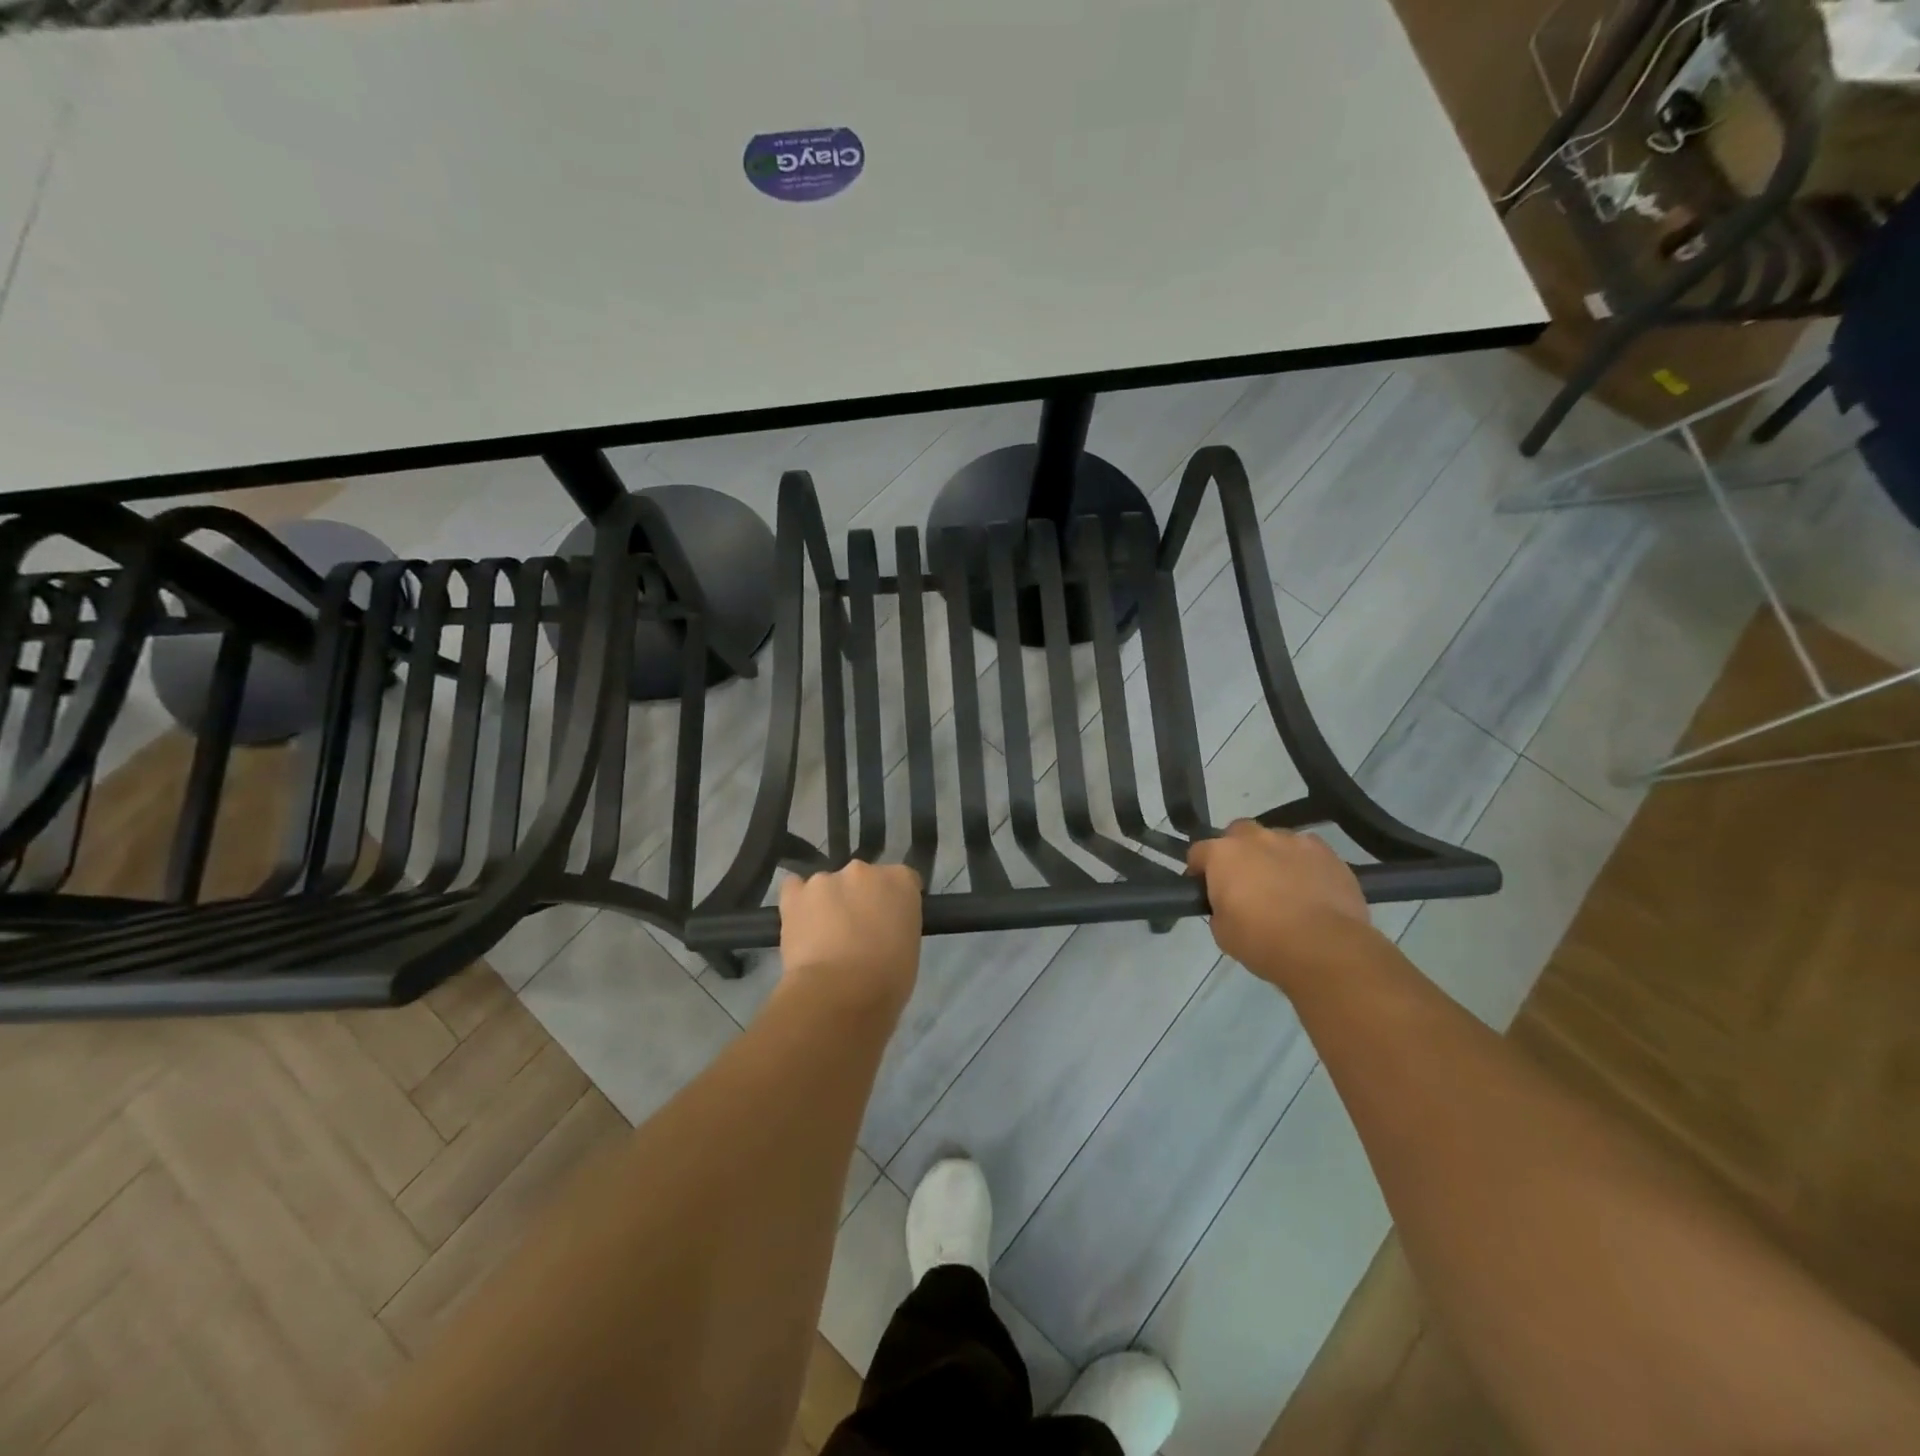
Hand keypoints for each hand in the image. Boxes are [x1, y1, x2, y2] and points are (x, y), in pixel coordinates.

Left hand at [777, 861, 923, 1017]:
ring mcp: (826, 879)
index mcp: (901, 880)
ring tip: (823, 938)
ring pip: (828, 886)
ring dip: (829, 903)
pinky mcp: (795, 895)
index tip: (890, 923)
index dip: (894, 902)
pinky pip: (794, 888)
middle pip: (862, 878)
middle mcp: (864, 870)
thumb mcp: (909, 947)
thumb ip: (897, 924)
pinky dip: (798, 902)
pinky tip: (801, 923)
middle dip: (860, 898)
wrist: (840, 994)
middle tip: (857, 932)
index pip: (902, 880)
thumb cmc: (887, 980)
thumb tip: (881, 929)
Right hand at [1187, 821, 1370, 988]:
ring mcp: (1294, 841)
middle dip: (1237, 851)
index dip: (1199, 870)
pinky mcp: (1327, 853)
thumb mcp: (1222, 932)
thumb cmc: (1263, 941)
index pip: (1199, 852)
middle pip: (1238, 833)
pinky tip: (1310, 888)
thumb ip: (1219, 907)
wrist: (1325, 949)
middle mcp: (1256, 838)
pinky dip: (1303, 865)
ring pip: (1275, 840)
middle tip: (1244, 881)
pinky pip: (1307, 852)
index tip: (1203, 888)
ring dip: (1272, 856)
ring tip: (1282, 886)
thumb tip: (1228, 903)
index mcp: (1223, 854)